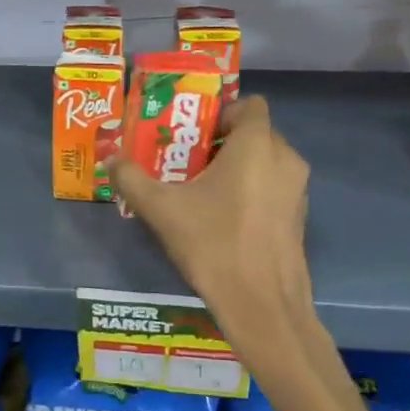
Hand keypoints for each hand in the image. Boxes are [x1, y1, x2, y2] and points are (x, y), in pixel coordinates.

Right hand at [106, 96, 316, 366]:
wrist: (262, 305)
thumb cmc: (213, 244)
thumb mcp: (161, 209)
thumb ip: (132, 178)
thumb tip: (111, 159)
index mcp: (256, 145)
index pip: (250, 105)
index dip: (221, 111)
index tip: (192, 133)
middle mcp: (285, 159)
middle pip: (255, 134)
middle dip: (222, 142)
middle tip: (186, 161)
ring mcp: (297, 191)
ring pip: (265, 163)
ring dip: (236, 168)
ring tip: (200, 191)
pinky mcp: (298, 219)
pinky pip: (273, 189)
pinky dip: (251, 192)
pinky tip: (222, 219)